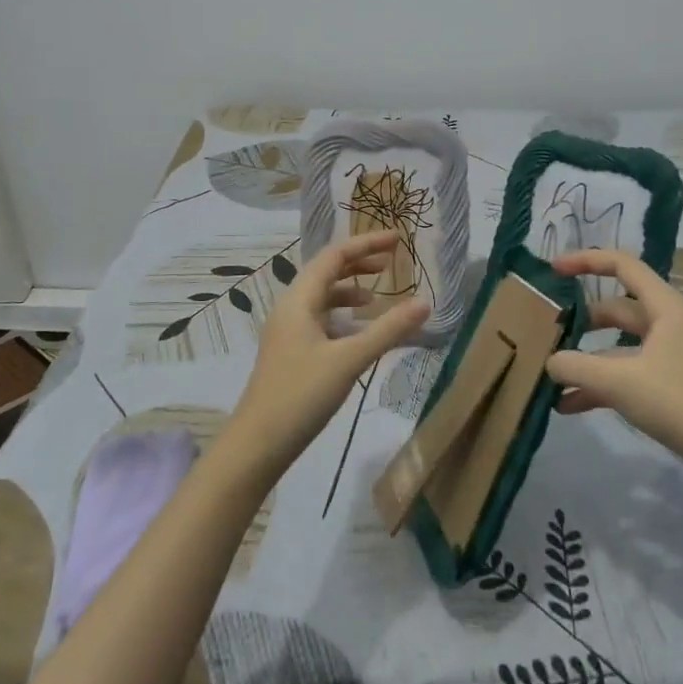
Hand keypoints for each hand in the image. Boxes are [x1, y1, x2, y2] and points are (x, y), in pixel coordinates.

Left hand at [226, 230, 428, 472]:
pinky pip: (319, 321)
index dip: (366, 244)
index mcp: (299, 300)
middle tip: (391, 263)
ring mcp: (287, 332)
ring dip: (349, 292)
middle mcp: (290, 309)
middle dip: (358, 264)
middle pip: (326, 273)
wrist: (257, 444)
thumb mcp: (349, 360)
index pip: (334, 256)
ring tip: (377, 300)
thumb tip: (425, 303)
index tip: (398, 240)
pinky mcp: (290, 354)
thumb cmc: (301, 395)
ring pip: (321, 299)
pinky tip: (358, 335)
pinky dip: (342, 318)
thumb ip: (388, 330)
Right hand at [545, 248, 682, 460]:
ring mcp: (673, 354)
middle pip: (618, 308)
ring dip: (588, 359)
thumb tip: (550, 362)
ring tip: (554, 374)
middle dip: (583, 320)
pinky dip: (602, 384)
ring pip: (620, 345)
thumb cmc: (679, 402)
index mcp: (665, 307)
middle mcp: (669, 323)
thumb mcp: (619, 382)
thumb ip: (576, 367)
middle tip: (551, 330)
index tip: (554, 270)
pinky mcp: (672, 382)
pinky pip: (629, 372)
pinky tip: (570, 405)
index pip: (622, 265)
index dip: (586, 261)